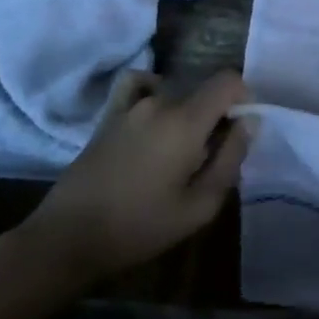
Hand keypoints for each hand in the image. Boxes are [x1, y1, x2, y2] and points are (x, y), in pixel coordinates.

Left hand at [22, 70, 251, 285]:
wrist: (69, 237)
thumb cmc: (141, 226)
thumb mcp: (200, 205)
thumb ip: (230, 159)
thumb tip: (249, 123)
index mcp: (185, 121)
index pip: (228, 81)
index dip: (244, 99)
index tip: (240, 130)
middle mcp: (159, 101)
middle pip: (203, 90)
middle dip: (216, 115)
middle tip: (210, 157)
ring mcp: (130, 106)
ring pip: (176, 94)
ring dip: (188, 114)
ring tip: (180, 152)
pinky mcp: (109, 116)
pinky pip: (139, 86)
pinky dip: (154, 92)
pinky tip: (155, 119)